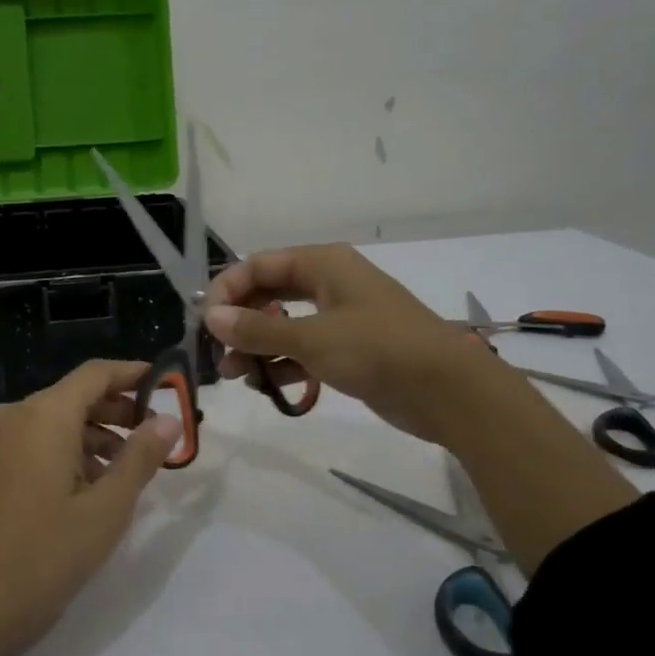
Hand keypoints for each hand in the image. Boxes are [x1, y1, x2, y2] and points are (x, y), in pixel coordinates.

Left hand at [0, 359, 181, 655]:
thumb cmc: (44, 555)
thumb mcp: (106, 508)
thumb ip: (140, 457)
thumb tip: (168, 420)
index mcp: (45, 415)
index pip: (96, 373)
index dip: (135, 374)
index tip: (170, 387)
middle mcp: (18, 417)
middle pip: (76, 395)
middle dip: (120, 409)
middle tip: (158, 434)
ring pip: (58, 421)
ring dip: (97, 434)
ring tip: (132, 467)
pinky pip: (39, 443)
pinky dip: (71, 452)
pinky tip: (94, 487)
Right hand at [203, 244, 489, 445]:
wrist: (448, 390)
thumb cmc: (377, 349)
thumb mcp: (311, 339)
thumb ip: (257, 329)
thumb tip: (212, 317)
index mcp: (322, 264)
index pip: (259, 265)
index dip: (228, 290)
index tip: (206, 323)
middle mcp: (329, 283)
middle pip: (269, 294)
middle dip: (241, 322)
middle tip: (218, 353)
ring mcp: (340, 317)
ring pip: (284, 325)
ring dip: (257, 347)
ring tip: (238, 375)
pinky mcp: (348, 349)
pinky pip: (303, 349)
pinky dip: (283, 364)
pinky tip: (268, 385)